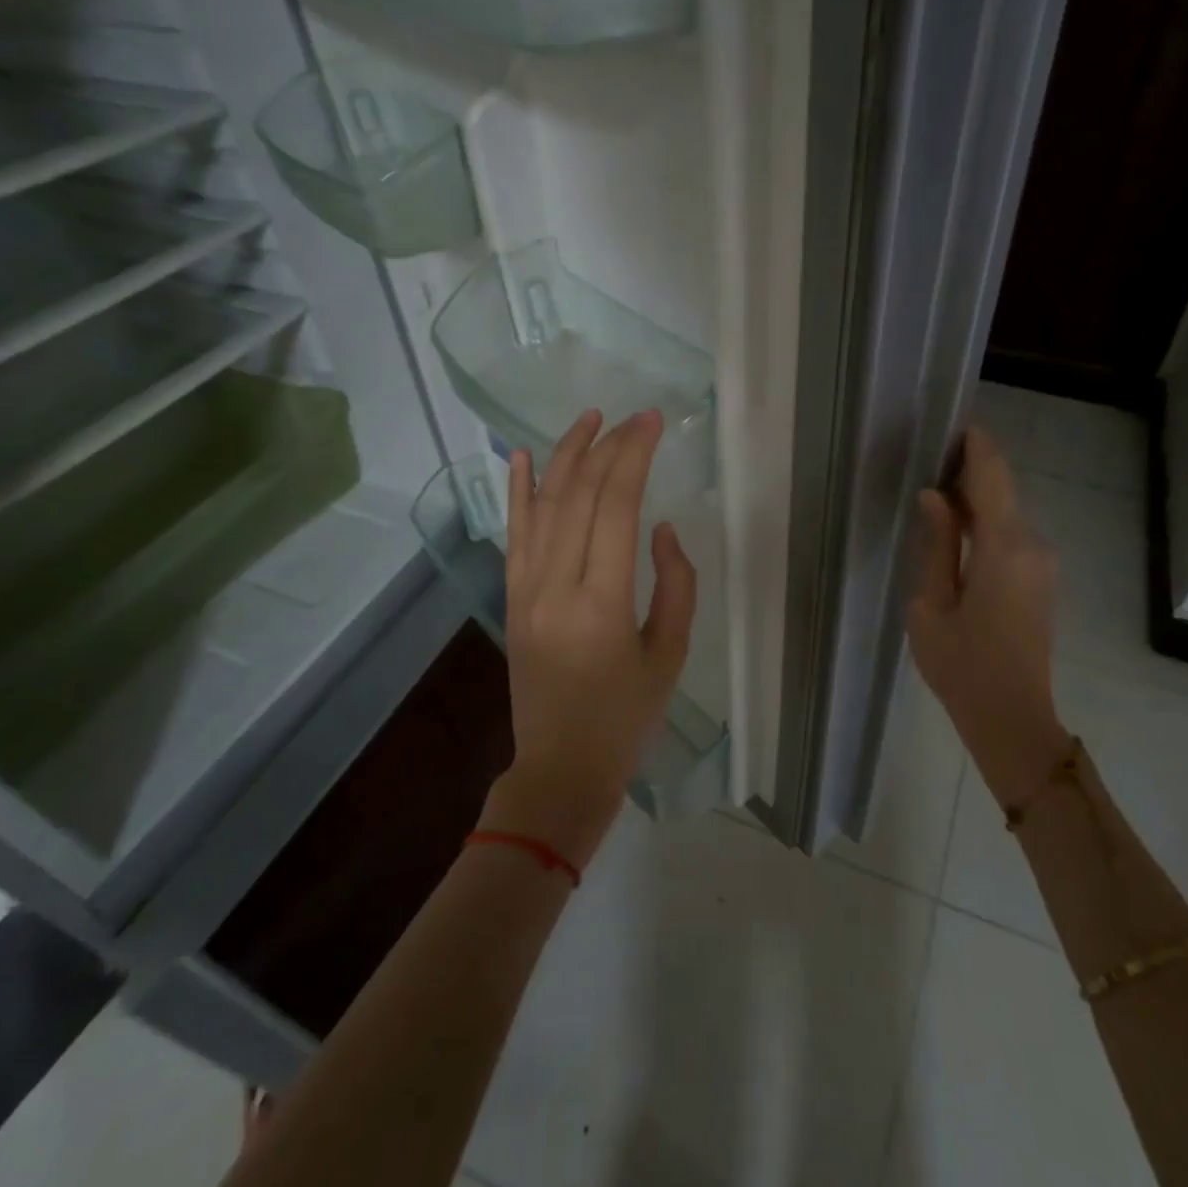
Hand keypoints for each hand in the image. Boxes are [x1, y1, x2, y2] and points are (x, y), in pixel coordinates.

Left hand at [481, 408, 697, 869]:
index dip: (634, 457)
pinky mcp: (511, 599)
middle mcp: (555, 588)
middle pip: (577, 496)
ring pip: (541, 506)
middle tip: (633, 418)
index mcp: (601, 604)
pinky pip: (512, 535)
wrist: (560, 768)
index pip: (614, 508)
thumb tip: (660, 528)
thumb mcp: (671, 655)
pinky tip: (518, 456)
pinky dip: (515, 492)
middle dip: (607, 448)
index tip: (652, 423)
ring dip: (564, 456)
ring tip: (588, 418)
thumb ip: (675, 585)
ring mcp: (525, 591)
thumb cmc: (627, 718)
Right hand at [908, 425, 1069, 807]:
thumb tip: (935, 496)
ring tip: (935, 489)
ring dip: (977, 497)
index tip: (953, 422)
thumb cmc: (961, 665)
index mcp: (1003, 547)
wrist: (1012, 719)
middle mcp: (1032, 545)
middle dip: (970, 470)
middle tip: (929, 457)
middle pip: (1002, 490)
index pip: (992, 476)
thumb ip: (936, 544)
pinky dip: (986, 521)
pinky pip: (1012, 535)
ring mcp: (1042, 563)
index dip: (975, 445)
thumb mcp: (931, 604)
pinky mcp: (1040, 579)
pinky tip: (955, 527)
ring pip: (1007, 512)